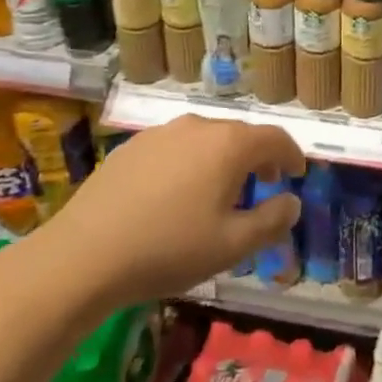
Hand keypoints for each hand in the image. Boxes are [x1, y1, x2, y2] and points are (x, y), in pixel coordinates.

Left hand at [22, 115, 305, 305]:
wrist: (84, 254)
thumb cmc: (168, 249)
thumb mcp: (231, 246)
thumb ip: (271, 221)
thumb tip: (293, 202)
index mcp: (229, 145)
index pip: (275, 138)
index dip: (292, 154)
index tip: (297, 173)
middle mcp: (198, 126)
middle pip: (240, 134)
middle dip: (258, 157)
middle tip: (263, 183)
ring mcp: (160, 133)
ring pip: (205, 139)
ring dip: (222, 159)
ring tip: (220, 191)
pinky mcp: (131, 146)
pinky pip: (175, 147)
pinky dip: (190, 162)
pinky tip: (177, 194)